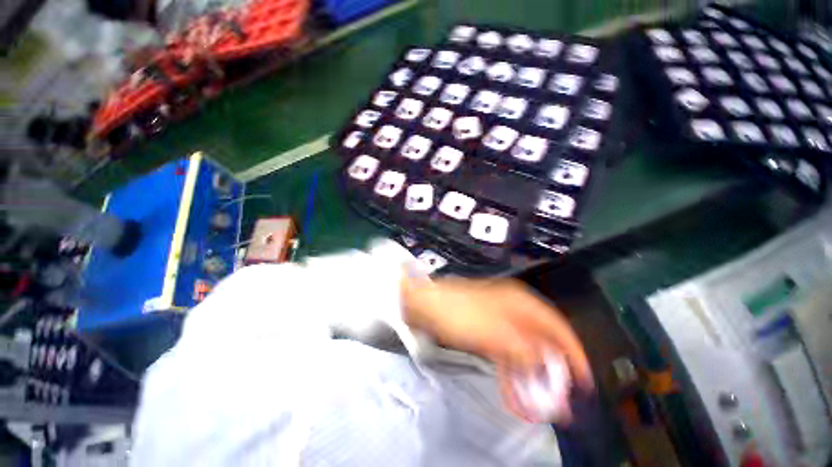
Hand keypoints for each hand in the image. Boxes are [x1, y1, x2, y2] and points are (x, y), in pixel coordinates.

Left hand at [402, 277, 592, 422]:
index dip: (573, 352)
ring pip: (523, 349)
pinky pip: (506, 352)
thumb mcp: (494, 332)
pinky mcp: (486, 329)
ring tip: (536, 402)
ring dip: (530, 374)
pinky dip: (511, 369)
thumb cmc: (459, 313)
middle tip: (557, 398)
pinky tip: (512, 388)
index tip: (582, 380)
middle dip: (551, 369)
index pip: (557, 326)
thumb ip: (524, 349)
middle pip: (541, 340)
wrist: (426, 304)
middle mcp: (513, 309)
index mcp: (519, 302)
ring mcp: (499, 320)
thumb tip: (547, 363)